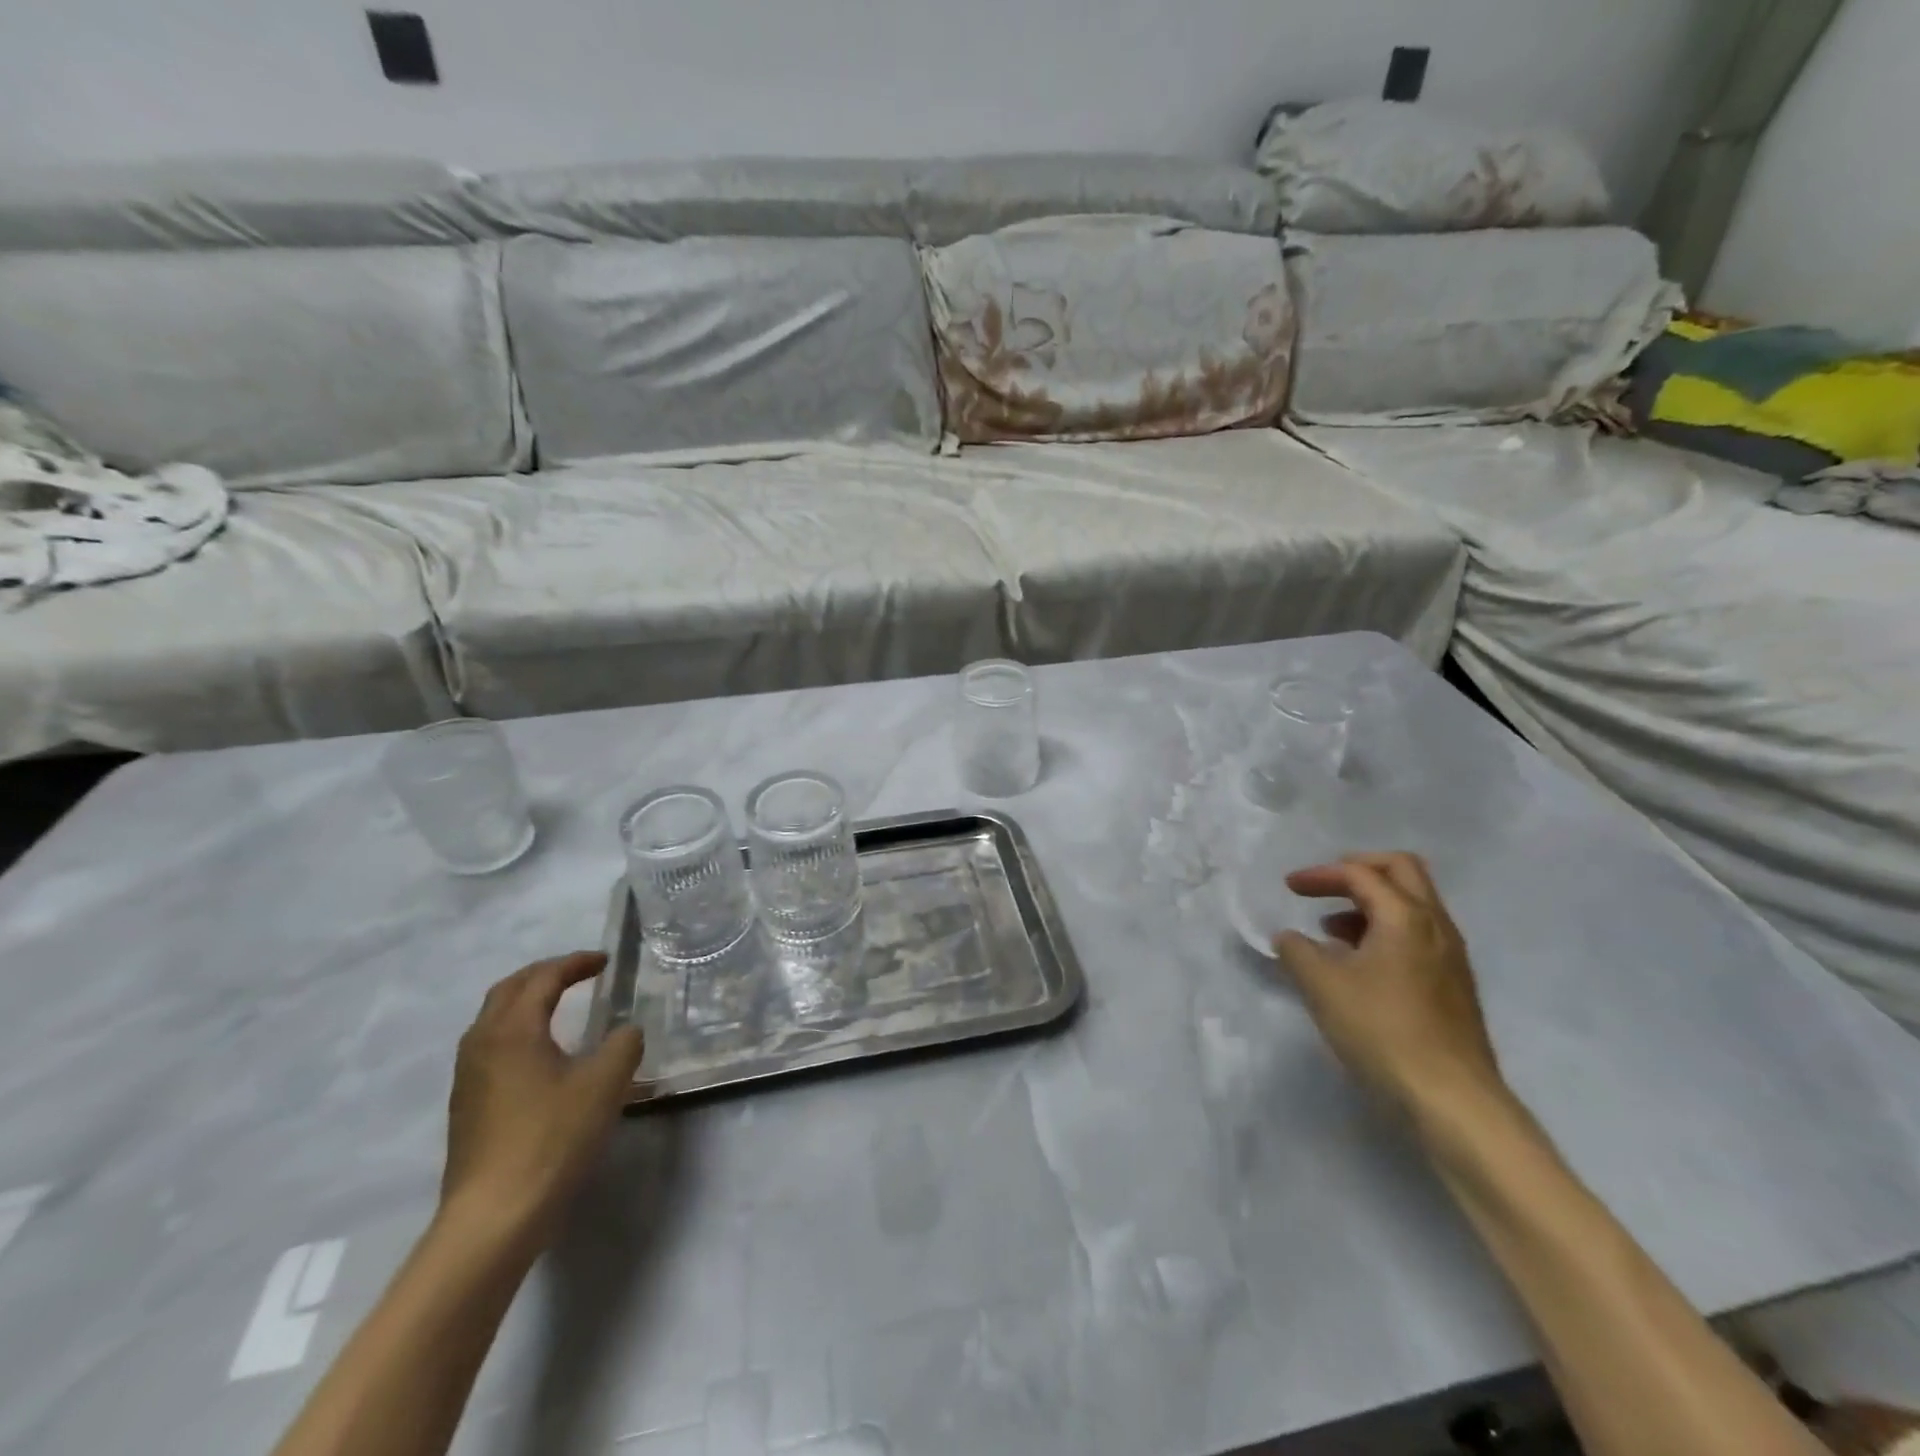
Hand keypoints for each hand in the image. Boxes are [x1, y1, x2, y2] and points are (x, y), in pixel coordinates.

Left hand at [439, 953, 644, 1244]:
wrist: (492, 1218)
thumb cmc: (551, 1139)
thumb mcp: (605, 1084)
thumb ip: (624, 1045)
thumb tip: (625, 1032)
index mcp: (512, 1029)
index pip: (543, 978)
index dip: (576, 963)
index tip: (606, 961)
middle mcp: (482, 1044)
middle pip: (508, 990)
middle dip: (545, 974)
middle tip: (580, 973)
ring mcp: (468, 1078)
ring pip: (494, 1019)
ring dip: (527, 1002)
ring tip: (561, 1006)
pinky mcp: (467, 1107)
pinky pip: (492, 1047)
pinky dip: (519, 1031)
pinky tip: (542, 1055)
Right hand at [1274, 852, 1505, 1116]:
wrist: (1452, 1099)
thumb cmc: (1381, 1030)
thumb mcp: (1322, 986)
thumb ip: (1296, 951)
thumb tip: (1289, 937)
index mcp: (1405, 916)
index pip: (1360, 874)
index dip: (1320, 874)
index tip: (1288, 887)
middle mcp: (1435, 925)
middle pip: (1401, 871)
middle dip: (1358, 870)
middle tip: (1325, 886)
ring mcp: (1451, 955)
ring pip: (1413, 904)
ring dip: (1371, 903)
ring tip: (1333, 930)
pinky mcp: (1454, 984)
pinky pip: (1418, 935)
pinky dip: (1385, 930)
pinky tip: (1360, 964)